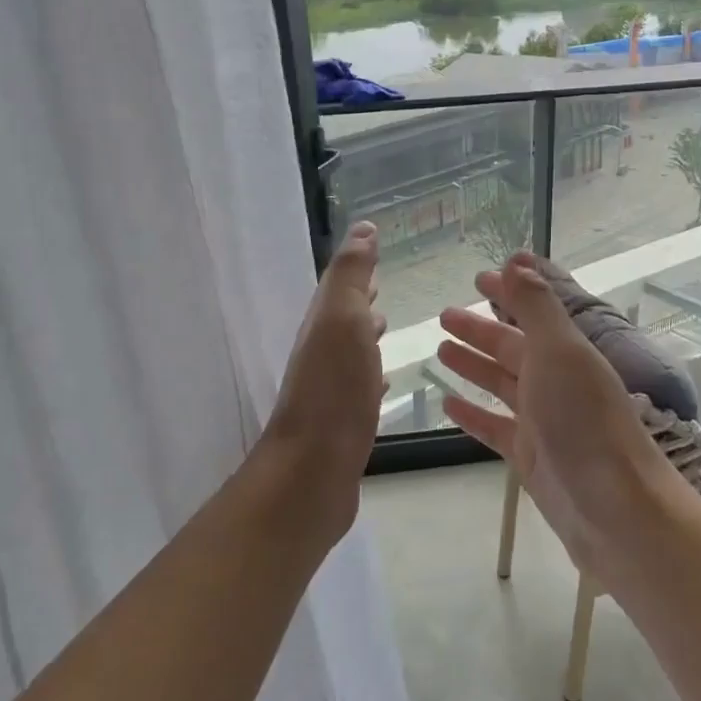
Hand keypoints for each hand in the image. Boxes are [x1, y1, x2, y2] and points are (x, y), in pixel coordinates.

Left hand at [259, 221, 386, 540]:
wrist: (313, 472)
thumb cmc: (334, 390)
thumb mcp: (342, 319)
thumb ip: (351, 275)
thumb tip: (362, 228)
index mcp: (322, 327)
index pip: (339, 288)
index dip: (356, 270)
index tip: (377, 251)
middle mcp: (321, 356)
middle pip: (342, 320)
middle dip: (361, 301)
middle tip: (384, 288)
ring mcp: (330, 392)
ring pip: (350, 353)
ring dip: (365, 337)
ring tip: (387, 327)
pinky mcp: (343, 425)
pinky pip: (359, 389)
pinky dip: (371, 377)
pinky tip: (383, 385)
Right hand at [437, 253, 678, 576]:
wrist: (615, 510)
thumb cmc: (585, 422)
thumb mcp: (561, 353)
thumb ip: (536, 307)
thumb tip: (517, 260)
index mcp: (566, 352)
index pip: (532, 312)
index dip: (507, 293)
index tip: (477, 277)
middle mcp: (555, 382)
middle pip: (511, 347)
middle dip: (480, 329)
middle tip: (443, 315)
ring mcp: (542, 420)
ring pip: (500, 384)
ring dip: (473, 366)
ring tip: (441, 350)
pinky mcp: (529, 457)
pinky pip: (494, 427)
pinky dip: (473, 413)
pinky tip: (448, 404)